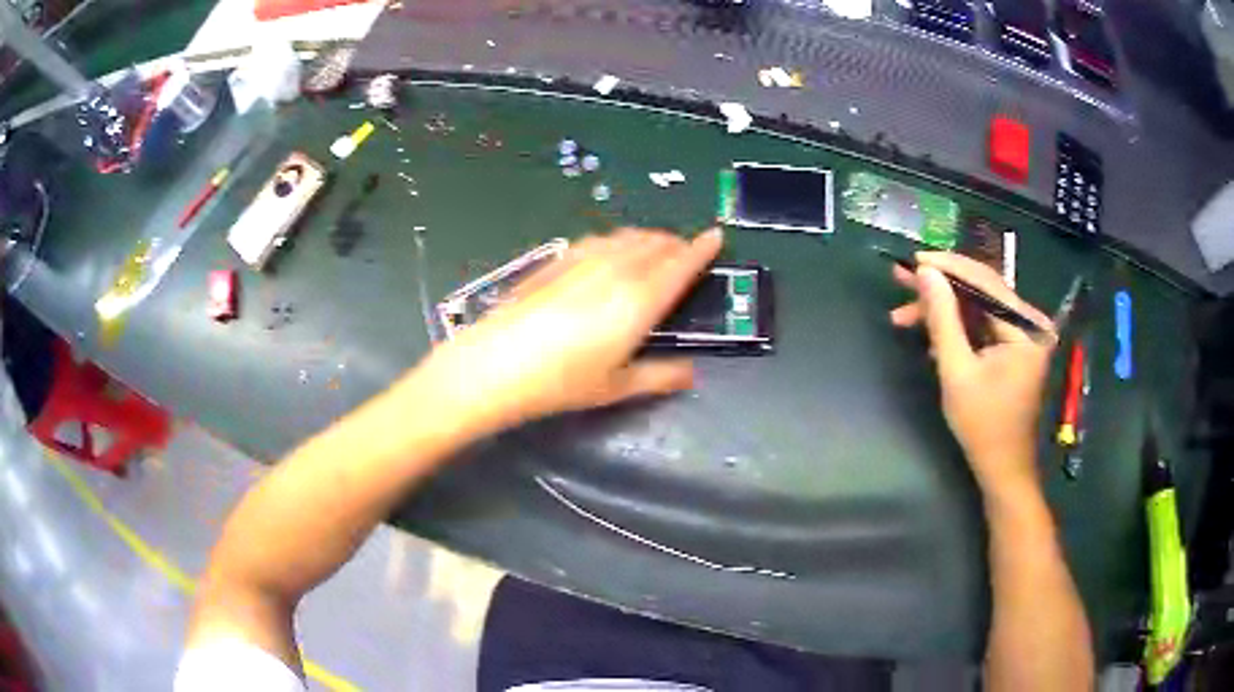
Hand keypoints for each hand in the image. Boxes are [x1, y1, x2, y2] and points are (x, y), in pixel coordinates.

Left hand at [412, 228, 722, 436]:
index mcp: (640, 301)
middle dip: (677, 243)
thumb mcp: (617, 387)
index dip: (702, 248)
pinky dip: (618, 241)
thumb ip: (660, 377)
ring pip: (627, 237)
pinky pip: (600, 239)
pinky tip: (611, 252)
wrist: (495, 363)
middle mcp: (617, 270)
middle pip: (656, 244)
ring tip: (654, 249)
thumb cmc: (561, 382)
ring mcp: (584, 260)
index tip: (717, 235)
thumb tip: (692, 373)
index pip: (681, 264)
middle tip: (686, 253)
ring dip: (648, 239)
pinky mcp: (558, 259)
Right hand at [890, 252, 1055, 493]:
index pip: (985, 282)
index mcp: (1026, 327)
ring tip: (903, 316)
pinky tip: (929, 338)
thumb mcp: (957, 371)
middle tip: (901, 281)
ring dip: (942, 310)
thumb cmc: (983, 426)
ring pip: (977, 307)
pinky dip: (956, 328)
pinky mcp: (1014, 347)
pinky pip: (981, 325)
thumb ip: (942, 319)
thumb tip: (925, 272)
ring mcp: (1023, 335)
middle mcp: (1029, 322)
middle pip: (980, 291)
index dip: (947, 268)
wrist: (1002, 469)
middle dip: (939, 289)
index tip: (913, 260)